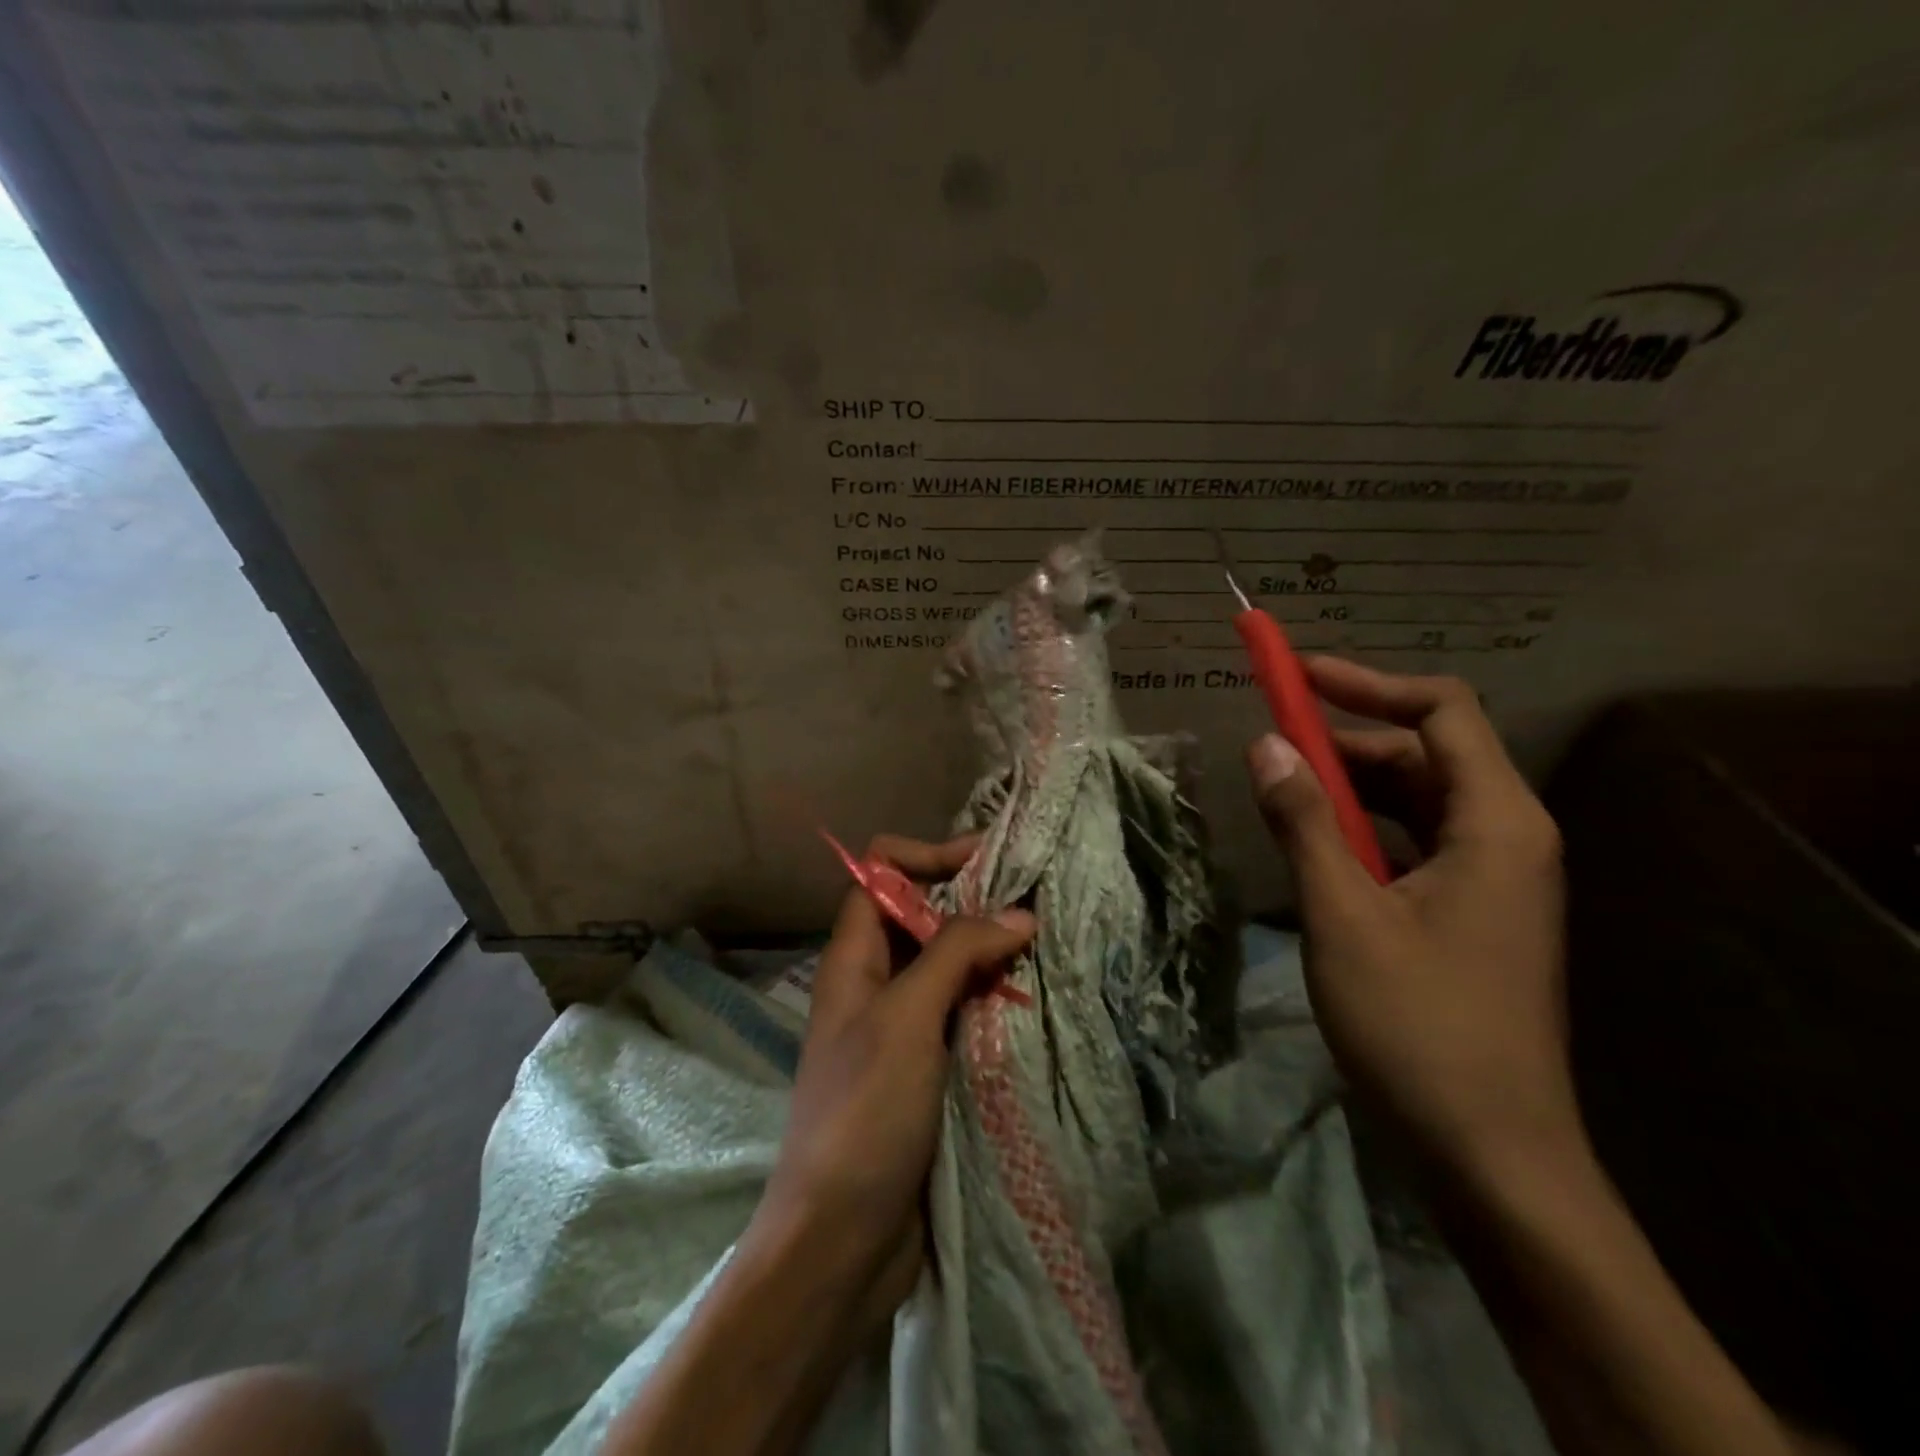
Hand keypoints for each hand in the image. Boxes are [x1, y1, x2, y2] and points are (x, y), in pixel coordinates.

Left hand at [602, 841, 1034, 1455]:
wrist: (841, 1240)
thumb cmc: (864, 1112)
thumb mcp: (906, 1018)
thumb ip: (956, 953)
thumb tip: (1018, 912)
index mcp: (853, 958)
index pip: (881, 875)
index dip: (927, 856)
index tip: (988, 861)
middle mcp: (875, 983)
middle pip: (921, 916)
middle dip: (973, 902)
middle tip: (1035, 902)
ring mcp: (902, 1027)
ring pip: (949, 966)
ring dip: (992, 952)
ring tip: (1048, 944)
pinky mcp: (929, 1068)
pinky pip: (964, 1013)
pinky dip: (996, 999)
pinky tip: (1036, 999)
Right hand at [1245, 657, 1574, 1173]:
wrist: (1492, 1154)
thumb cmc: (1419, 1026)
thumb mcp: (1344, 914)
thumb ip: (1304, 822)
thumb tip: (1266, 745)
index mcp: (1496, 824)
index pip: (1443, 710)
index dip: (1368, 683)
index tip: (1298, 677)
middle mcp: (1507, 838)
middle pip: (1426, 754)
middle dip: (1346, 741)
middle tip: (1271, 750)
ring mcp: (1494, 880)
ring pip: (1416, 802)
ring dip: (1349, 789)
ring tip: (1282, 797)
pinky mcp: (1473, 915)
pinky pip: (1415, 846)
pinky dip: (1363, 833)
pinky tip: (1315, 852)